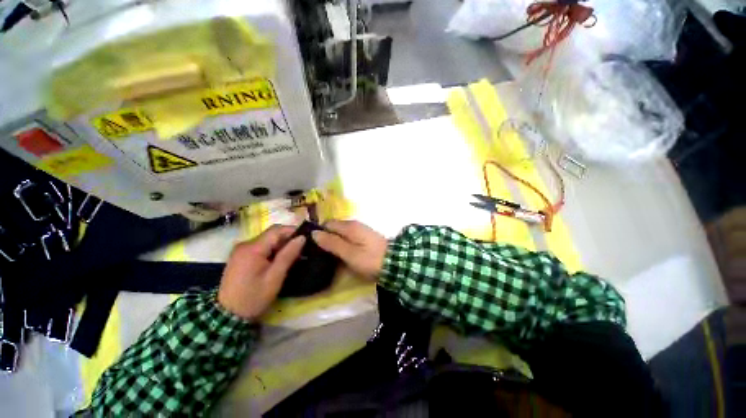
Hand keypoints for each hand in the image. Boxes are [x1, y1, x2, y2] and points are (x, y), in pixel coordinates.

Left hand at [217, 225, 304, 319]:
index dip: (292, 231)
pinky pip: (255, 249)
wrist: (230, 312)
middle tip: (301, 252)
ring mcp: (238, 250)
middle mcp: (244, 244)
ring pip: (262, 242)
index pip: (276, 230)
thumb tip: (301, 238)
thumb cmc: (254, 297)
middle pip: (268, 235)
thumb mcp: (274, 279)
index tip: (307, 239)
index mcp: (253, 247)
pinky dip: (267, 253)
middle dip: (285, 240)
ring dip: (276, 247)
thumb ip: (287, 257)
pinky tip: (274, 264)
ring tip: (291, 258)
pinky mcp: (237, 257)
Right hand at [311, 220, 386, 280]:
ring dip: (333, 243)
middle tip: (315, 253)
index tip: (309, 245)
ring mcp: (361, 232)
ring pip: (341, 235)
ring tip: (324, 257)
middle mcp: (354, 225)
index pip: (326, 224)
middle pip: (334, 228)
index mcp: (349, 226)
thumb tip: (314, 233)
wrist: (396, 265)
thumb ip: (332, 243)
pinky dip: (342, 246)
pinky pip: (348, 240)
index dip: (317, 233)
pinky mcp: (365, 241)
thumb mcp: (349, 253)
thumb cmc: (371, 260)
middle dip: (325, 238)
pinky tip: (339, 257)